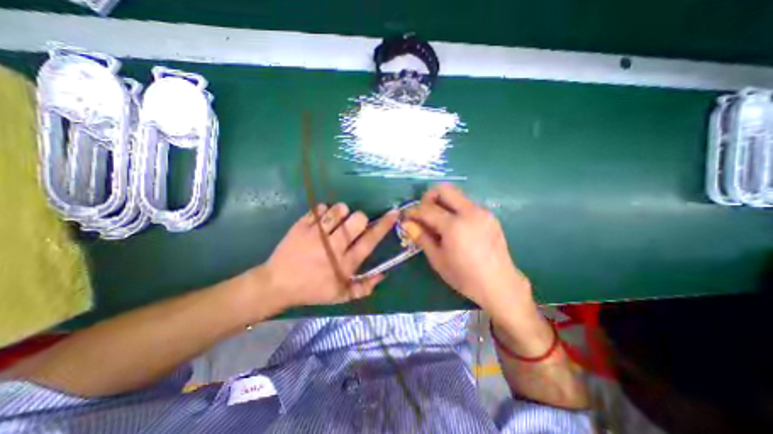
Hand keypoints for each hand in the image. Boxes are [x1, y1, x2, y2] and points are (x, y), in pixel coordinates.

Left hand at [260, 201, 397, 309]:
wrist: (277, 284)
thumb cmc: (312, 290)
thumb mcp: (341, 296)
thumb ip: (365, 287)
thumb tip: (383, 274)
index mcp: (345, 263)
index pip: (370, 240)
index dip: (384, 225)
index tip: (394, 213)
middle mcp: (333, 246)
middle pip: (357, 219)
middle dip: (359, 219)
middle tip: (352, 226)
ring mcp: (316, 234)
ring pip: (339, 210)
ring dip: (342, 213)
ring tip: (335, 223)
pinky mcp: (302, 225)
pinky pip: (320, 208)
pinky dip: (323, 212)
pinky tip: (319, 223)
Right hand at [407, 183, 535, 315]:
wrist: (499, 284)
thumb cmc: (464, 276)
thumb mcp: (437, 259)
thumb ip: (422, 237)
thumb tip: (407, 224)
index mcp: (455, 225)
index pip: (427, 209)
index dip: (413, 211)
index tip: (407, 216)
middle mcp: (470, 212)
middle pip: (444, 189)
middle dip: (429, 197)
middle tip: (424, 213)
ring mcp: (482, 212)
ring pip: (456, 195)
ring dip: (443, 203)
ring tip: (439, 222)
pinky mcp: (489, 215)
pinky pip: (466, 204)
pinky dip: (455, 209)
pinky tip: (455, 227)